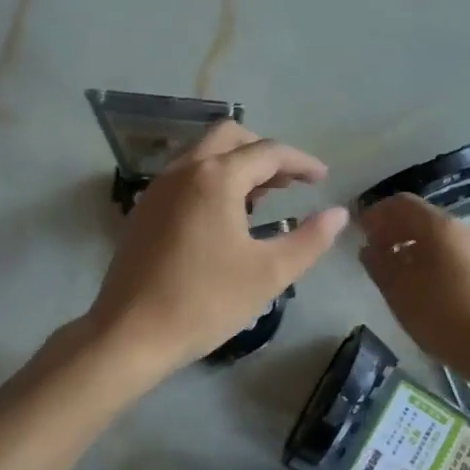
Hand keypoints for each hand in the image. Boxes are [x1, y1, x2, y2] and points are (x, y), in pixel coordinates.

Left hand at [85, 121, 347, 377]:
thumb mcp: (269, 273)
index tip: (322, 179)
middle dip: (264, 152)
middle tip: (289, 182)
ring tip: (261, 199)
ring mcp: (158, 187)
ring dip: (236, 163)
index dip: (301, 162)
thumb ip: (309, 239)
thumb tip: (338, 214)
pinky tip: (223, 216)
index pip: (268, 151)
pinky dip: (211, 178)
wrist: (130, 333)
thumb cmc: (205, 301)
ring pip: (203, 153)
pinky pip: (185, 175)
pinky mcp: (144, 209)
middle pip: (230, 136)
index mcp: (216, 177)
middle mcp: (183, 170)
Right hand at [357, 193, 469, 376]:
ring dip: (410, 244)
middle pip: (420, 216)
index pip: (400, 203)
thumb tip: (369, 249)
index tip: (358, 232)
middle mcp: (461, 228)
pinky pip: (451, 251)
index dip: (375, 214)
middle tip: (372, 251)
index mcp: (438, 226)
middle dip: (392, 229)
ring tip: (393, 269)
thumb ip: (378, 263)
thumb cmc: (441, 315)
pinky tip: (420, 283)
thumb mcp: (398, 290)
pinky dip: (429, 257)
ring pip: (436, 235)